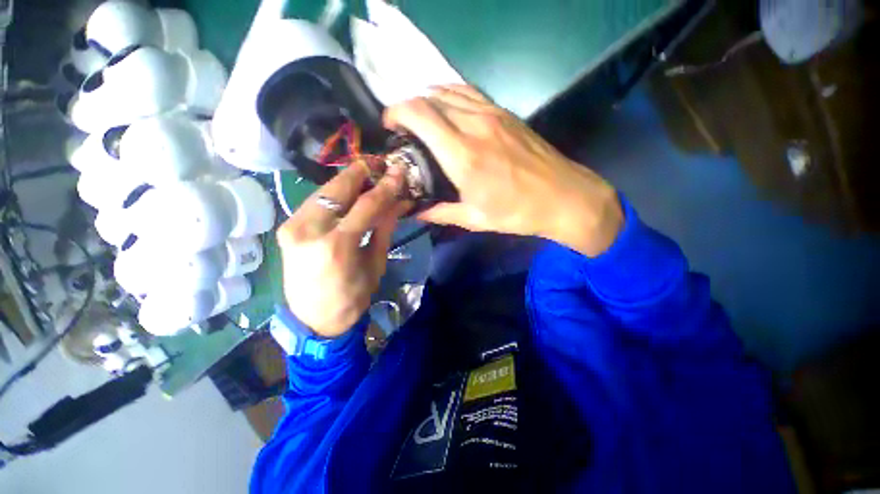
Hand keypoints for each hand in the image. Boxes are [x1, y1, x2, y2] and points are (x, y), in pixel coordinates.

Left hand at [276, 164, 408, 337]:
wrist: (314, 319)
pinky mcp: (287, 227)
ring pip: (323, 190)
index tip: (399, 171)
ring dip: (348, 179)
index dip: (386, 186)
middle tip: (380, 163)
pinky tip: (348, 190)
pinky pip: (314, 201)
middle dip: (361, 171)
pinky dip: (334, 193)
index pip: (367, 205)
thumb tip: (399, 201)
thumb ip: (384, 228)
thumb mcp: (375, 264)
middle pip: (338, 188)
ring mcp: (293, 226)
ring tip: (368, 174)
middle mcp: (309, 230)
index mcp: (337, 245)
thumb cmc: (352, 297)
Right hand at [384, 85, 623, 256]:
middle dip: (408, 107)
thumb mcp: (474, 219)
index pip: (419, 114)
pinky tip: (447, 110)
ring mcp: (492, 114)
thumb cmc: (517, 212)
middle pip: (429, 97)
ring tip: (422, 120)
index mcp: (463, 156)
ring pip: (448, 90)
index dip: (396, 113)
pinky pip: (468, 92)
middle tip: (404, 129)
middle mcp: (474, 126)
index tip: (389, 126)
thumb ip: (440, 212)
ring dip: (428, 100)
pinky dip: (450, 95)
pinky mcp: (505, 112)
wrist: (563, 197)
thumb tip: (415, 211)